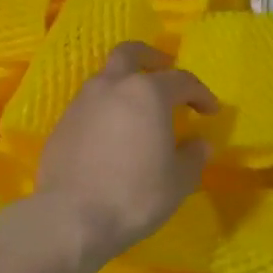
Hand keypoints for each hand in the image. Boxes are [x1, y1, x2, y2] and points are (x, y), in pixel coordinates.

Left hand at [35, 42, 218, 261]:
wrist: (71, 218)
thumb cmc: (135, 194)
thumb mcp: (179, 181)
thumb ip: (193, 156)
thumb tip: (199, 144)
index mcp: (147, 93)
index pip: (182, 80)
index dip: (201, 94)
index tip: (210, 111)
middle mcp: (112, 87)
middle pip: (130, 54)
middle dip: (150, 57)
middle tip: (164, 69)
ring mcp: (82, 104)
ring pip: (106, 78)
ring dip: (124, 85)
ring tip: (138, 109)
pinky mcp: (62, 125)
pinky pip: (89, 106)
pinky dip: (106, 110)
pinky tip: (112, 135)